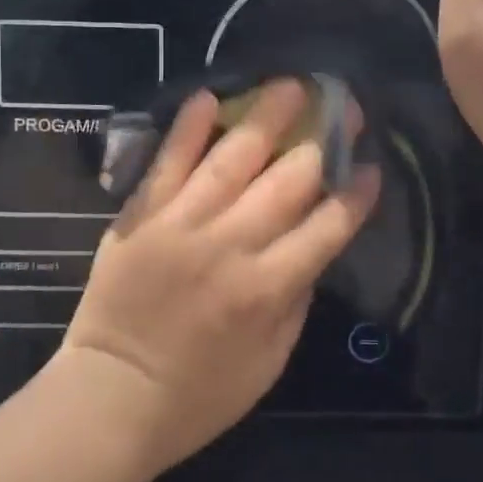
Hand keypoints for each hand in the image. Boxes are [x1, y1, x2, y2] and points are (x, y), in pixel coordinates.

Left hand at [55, 79, 379, 480]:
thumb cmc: (199, 394)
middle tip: (345, 107)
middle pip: (288, 180)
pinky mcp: (142, 214)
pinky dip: (188, 127)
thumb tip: (313, 242)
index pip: (327, 227)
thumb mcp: (270, 362)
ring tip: (292, 84)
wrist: (111, 397)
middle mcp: (230, 246)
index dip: (355, 194)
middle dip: (324, 140)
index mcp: (267, 289)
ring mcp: (182, 223)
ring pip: (233, 158)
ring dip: (267, 115)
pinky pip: (168, 161)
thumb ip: (296, 297)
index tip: (371, 168)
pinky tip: (209, 96)